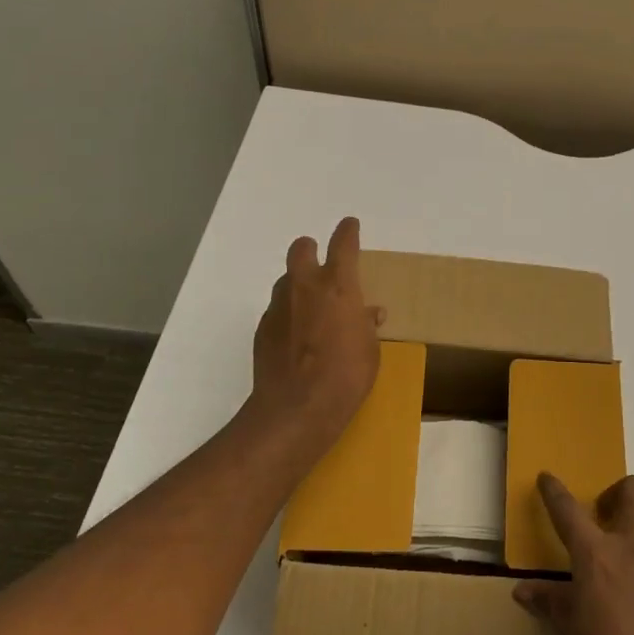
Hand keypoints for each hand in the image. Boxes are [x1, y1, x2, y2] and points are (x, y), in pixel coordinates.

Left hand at [249, 217, 384, 455]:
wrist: (296, 409)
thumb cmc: (346, 376)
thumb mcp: (370, 349)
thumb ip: (366, 324)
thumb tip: (369, 313)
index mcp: (339, 286)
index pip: (343, 244)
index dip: (348, 232)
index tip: (350, 225)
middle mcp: (305, 286)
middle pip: (302, 249)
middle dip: (311, 249)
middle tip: (322, 264)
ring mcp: (279, 306)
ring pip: (286, 280)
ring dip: (298, 285)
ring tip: (312, 308)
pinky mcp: (263, 329)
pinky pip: (277, 309)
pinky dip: (288, 314)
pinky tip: (297, 337)